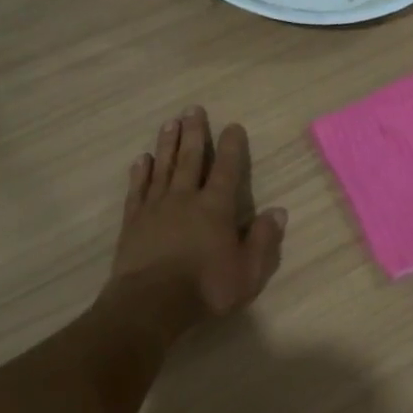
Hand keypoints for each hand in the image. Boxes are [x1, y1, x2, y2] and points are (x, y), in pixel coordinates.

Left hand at [106, 106, 287, 331]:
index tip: (233, 125)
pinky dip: (141, 172)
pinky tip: (142, 159)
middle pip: (191, 158)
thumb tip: (278, 211)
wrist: (150, 303)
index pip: (227, 169)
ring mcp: (156, 207)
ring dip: (168, 144)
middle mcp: (185, 198)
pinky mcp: (133, 221)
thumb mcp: (248, 271)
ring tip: (170, 123)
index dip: (232, 146)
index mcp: (216, 207)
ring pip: (163, 167)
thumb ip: (263, 239)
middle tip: (193, 109)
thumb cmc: (206, 288)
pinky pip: (138, 189)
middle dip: (194, 133)